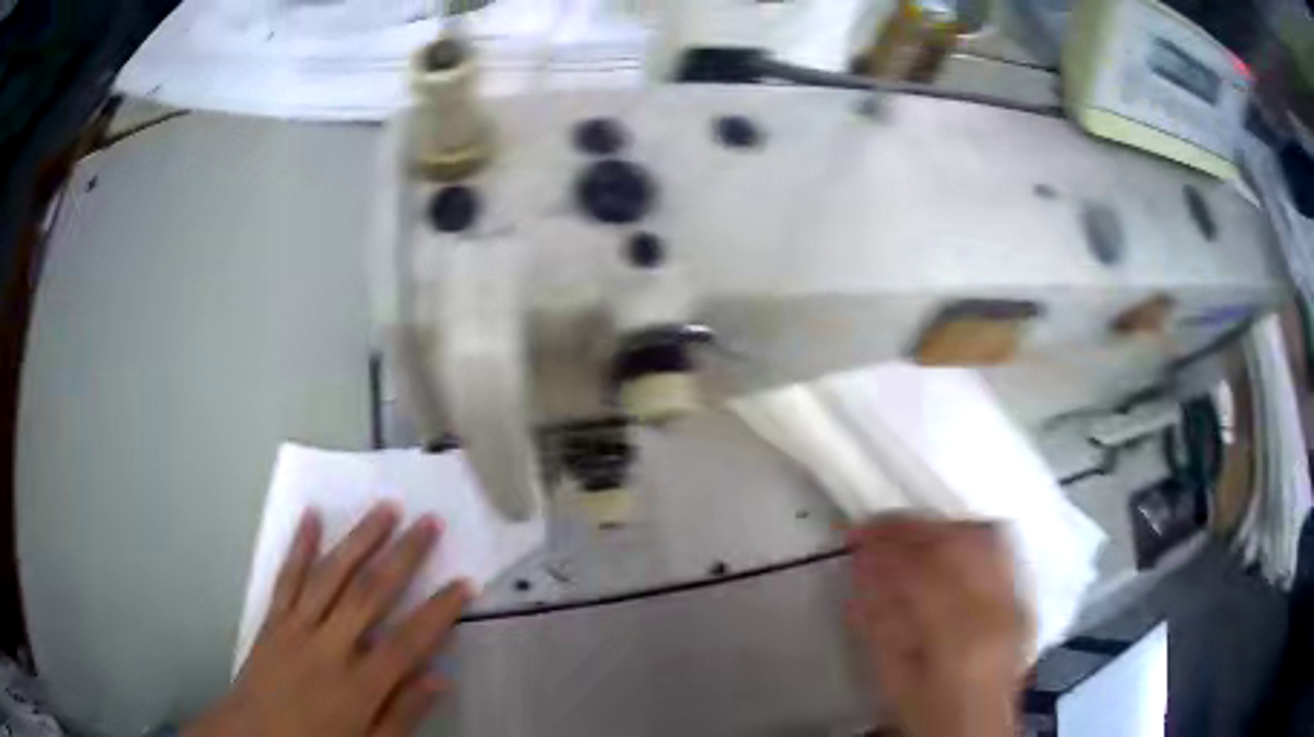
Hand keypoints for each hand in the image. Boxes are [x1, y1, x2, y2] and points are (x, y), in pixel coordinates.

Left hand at [186, 503, 472, 736]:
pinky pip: (287, 576)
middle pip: (370, 594)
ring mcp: (296, 627)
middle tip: (428, 522)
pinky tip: (311, 515)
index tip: (464, 583)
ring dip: (360, 538)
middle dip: (403, 556)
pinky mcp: (272, 619)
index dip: (439, 611)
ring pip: (331, 574)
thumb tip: (440, 677)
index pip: (408, 641)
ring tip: (385, 508)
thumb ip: (403, 715)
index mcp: (358, 686)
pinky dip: (300, 544)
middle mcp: (328, 647)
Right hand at [847, 516, 1030, 736]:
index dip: (885, 546)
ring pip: (983, 537)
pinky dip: (968, 536)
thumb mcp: (892, 679)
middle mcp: (996, 611)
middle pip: (958, 543)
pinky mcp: (1023, 600)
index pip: (921, 572)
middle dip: (913, 527)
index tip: (855, 535)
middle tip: (877, 525)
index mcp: (958, 638)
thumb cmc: (928, 716)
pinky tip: (947, 540)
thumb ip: (879, 621)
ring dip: (941, 526)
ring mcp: (1016, 602)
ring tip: (909, 530)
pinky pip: (1000, 549)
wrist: (977, 732)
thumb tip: (863, 569)